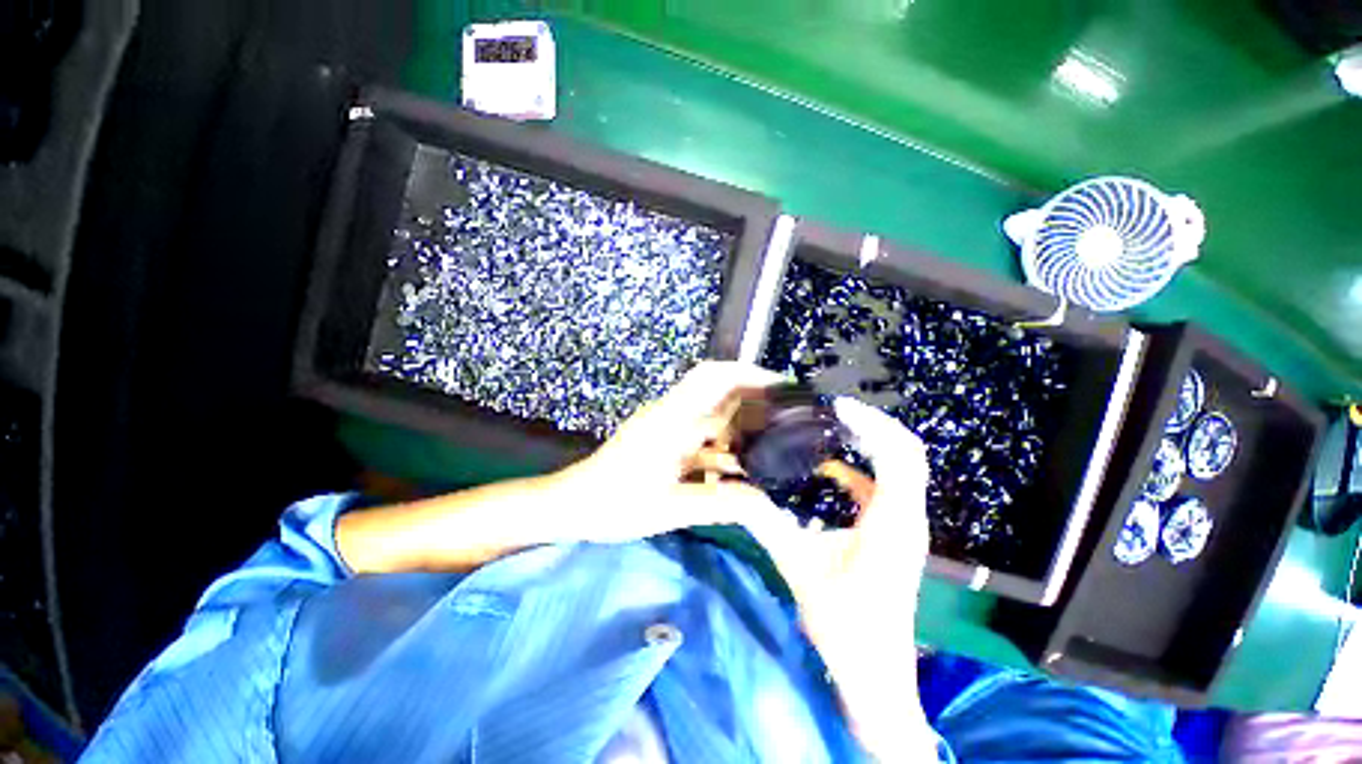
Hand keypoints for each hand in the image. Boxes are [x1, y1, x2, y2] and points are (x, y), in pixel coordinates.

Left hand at [550, 361, 784, 543]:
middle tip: (786, 417)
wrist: (573, 505)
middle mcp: (672, 414)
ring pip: (711, 415)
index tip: (781, 386)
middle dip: (752, 398)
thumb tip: (768, 504)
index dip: (749, 374)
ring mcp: (666, 426)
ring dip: (739, 425)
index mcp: (672, 419)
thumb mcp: (670, 509)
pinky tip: (739, 467)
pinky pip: (700, 435)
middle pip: (717, 391)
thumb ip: (720, 504)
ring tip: (772, 443)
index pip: (714, 377)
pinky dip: (722, 445)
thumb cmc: (615, 504)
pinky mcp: (663, 440)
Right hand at [742, 397, 935, 761]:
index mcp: (892, 522)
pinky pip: (886, 487)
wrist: (877, 674)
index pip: (899, 456)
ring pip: (902, 468)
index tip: (837, 407)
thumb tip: (737, 491)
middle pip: (909, 453)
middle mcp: (907, 517)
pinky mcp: (895, 533)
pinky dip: (863, 469)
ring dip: (873, 443)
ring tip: (835, 427)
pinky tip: (831, 470)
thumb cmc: (844, 625)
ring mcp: (905, 525)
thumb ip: (767, 524)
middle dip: (876, 425)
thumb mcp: (798, 567)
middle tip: (835, 411)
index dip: (872, 424)